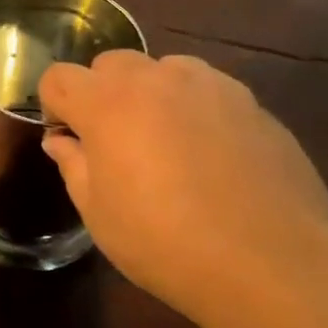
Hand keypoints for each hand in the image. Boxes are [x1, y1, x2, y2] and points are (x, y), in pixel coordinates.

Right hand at [39, 52, 327, 327]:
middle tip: (115, 143)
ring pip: (162, 70)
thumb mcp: (99, 214)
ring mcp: (208, 85)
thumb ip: (74, 165)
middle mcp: (155, 79)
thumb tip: (63, 141)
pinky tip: (211, 155)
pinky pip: (206, 90)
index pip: (59, 77)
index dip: (55, 106)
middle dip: (102, 93)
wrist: (272, 262)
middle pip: (110, 64)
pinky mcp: (249, 101)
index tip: (70, 139)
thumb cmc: (166, 243)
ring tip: (167, 143)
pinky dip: (194, 108)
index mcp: (107, 103)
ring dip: (151, 95)